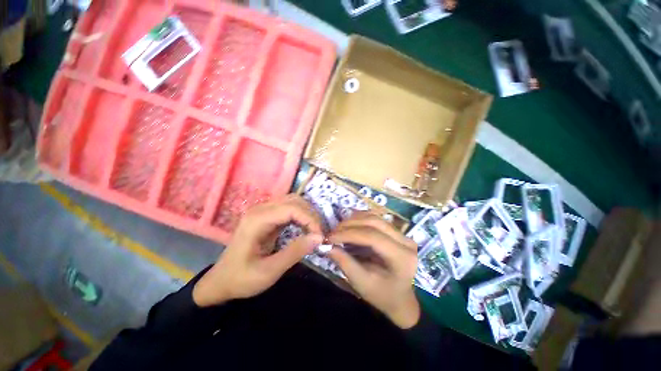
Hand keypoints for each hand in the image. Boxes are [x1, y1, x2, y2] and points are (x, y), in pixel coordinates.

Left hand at [193, 195, 322, 306]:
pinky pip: (289, 208)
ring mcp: (263, 211)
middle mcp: (260, 209)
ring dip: (307, 213)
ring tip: (314, 230)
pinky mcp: (266, 216)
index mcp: (258, 220)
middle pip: (294, 201)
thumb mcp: (269, 271)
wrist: (221, 281)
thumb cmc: (242, 279)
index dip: (310, 219)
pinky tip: (305, 227)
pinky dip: (301, 216)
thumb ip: (295, 252)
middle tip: (319, 233)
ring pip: (293, 202)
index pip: (292, 208)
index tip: (320, 235)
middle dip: (310, 214)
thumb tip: (318, 237)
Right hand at [327, 213, 420, 328]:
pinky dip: (361, 219)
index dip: (349, 234)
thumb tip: (327, 246)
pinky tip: (350, 224)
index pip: (372, 236)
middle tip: (333, 232)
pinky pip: (377, 219)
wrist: (401, 299)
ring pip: (375, 217)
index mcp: (401, 257)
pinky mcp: (397, 232)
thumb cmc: (382, 295)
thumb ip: (345, 263)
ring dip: (354, 219)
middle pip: (374, 222)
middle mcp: (406, 241)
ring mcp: (403, 234)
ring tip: (339, 228)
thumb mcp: (362, 283)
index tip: (330, 237)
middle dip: (350, 224)